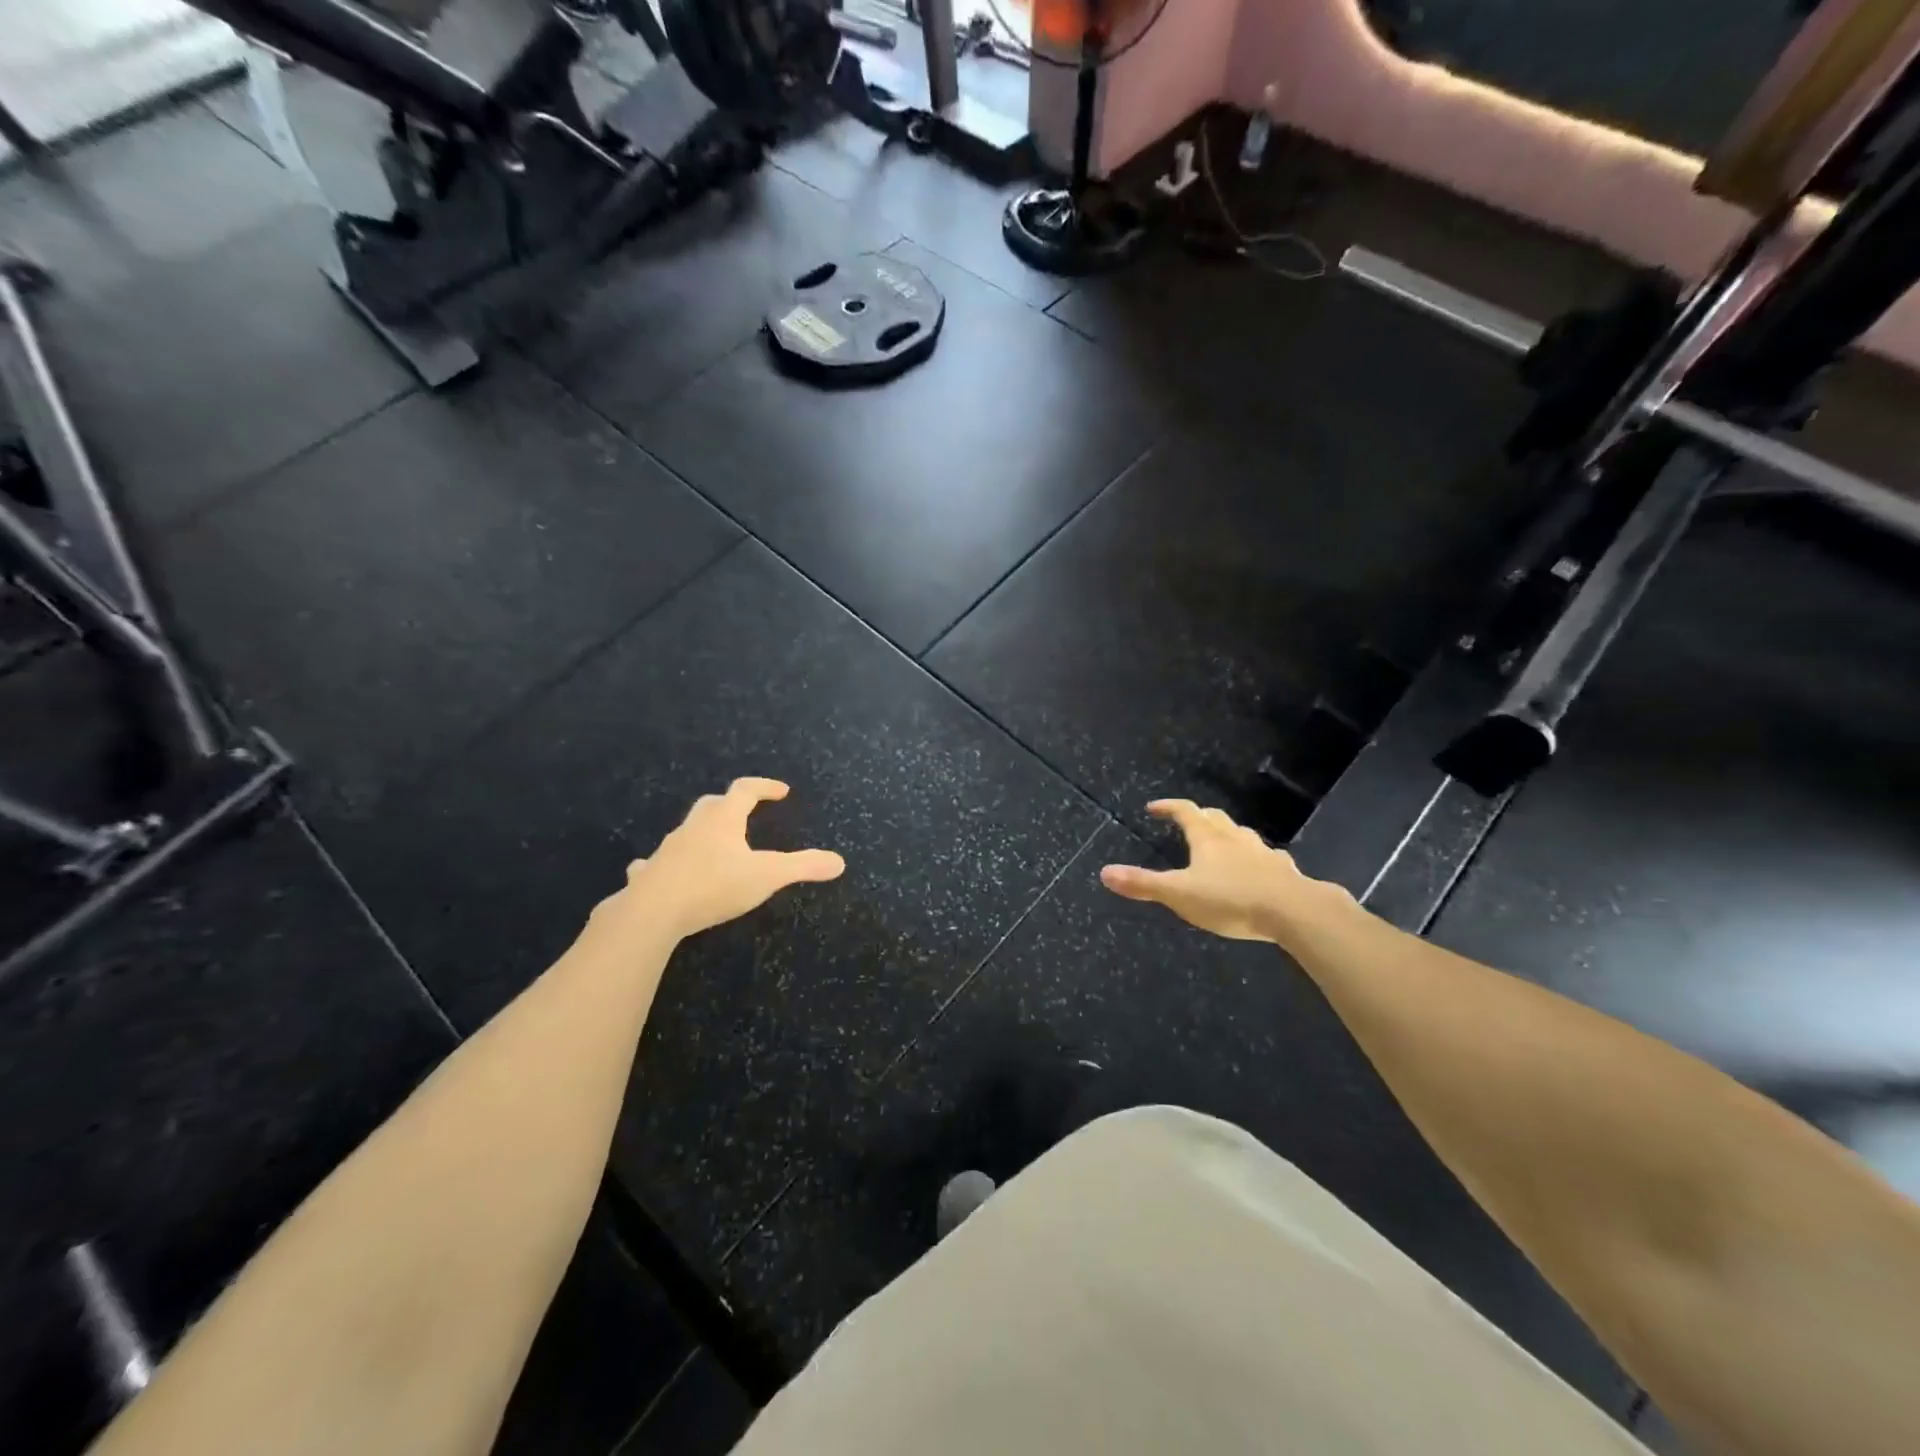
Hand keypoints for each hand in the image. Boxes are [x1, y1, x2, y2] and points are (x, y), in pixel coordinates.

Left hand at [608, 778, 844, 939]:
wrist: (652, 912)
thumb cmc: (714, 885)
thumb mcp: (768, 876)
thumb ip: (804, 866)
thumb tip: (840, 862)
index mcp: (723, 820)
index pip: (745, 790)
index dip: (764, 787)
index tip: (781, 791)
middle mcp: (694, 827)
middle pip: (713, 804)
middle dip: (731, 804)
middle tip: (746, 812)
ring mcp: (668, 849)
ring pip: (687, 831)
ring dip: (703, 832)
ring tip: (715, 844)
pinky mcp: (649, 874)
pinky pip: (656, 862)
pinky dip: (665, 862)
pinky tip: (663, 871)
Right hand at [1099, 799, 1336, 942]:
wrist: (1295, 911)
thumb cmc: (1231, 899)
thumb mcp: (1179, 894)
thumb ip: (1143, 884)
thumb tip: (1104, 872)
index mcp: (1208, 839)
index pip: (1185, 812)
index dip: (1168, 807)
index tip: (1153, 808)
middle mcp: (1235, 838)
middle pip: (1214, 818)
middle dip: (1197, 816)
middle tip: (1185, 821)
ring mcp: (1262, 853)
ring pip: (1241, 835)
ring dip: (1226, 834)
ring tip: (1219, 844)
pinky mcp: (1283, 871)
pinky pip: (1265, 857)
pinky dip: (1254, 858)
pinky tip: (1257, 870)